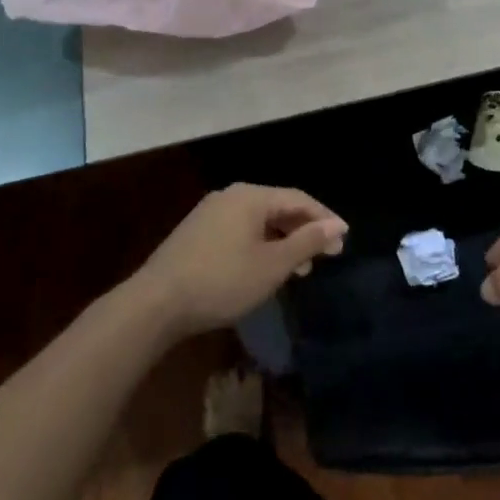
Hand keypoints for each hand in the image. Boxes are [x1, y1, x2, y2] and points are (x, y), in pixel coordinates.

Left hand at [134, 184, 347, 336]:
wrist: (156, 304)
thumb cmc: (222, 281)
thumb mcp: (272, 265)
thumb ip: (306, 242)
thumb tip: (336, 225)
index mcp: (251, 196)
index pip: (298, 199)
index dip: (324, 218)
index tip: (343, 240)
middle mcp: (231, 195)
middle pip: (278, 207)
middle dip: (304, 230)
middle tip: (326, 255)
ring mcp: (210, 213)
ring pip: (258, 221)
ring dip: (283, 241)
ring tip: (300, 268)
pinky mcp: (197, 232)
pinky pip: (240, 230)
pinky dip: (261, 244)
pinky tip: (265, 268)